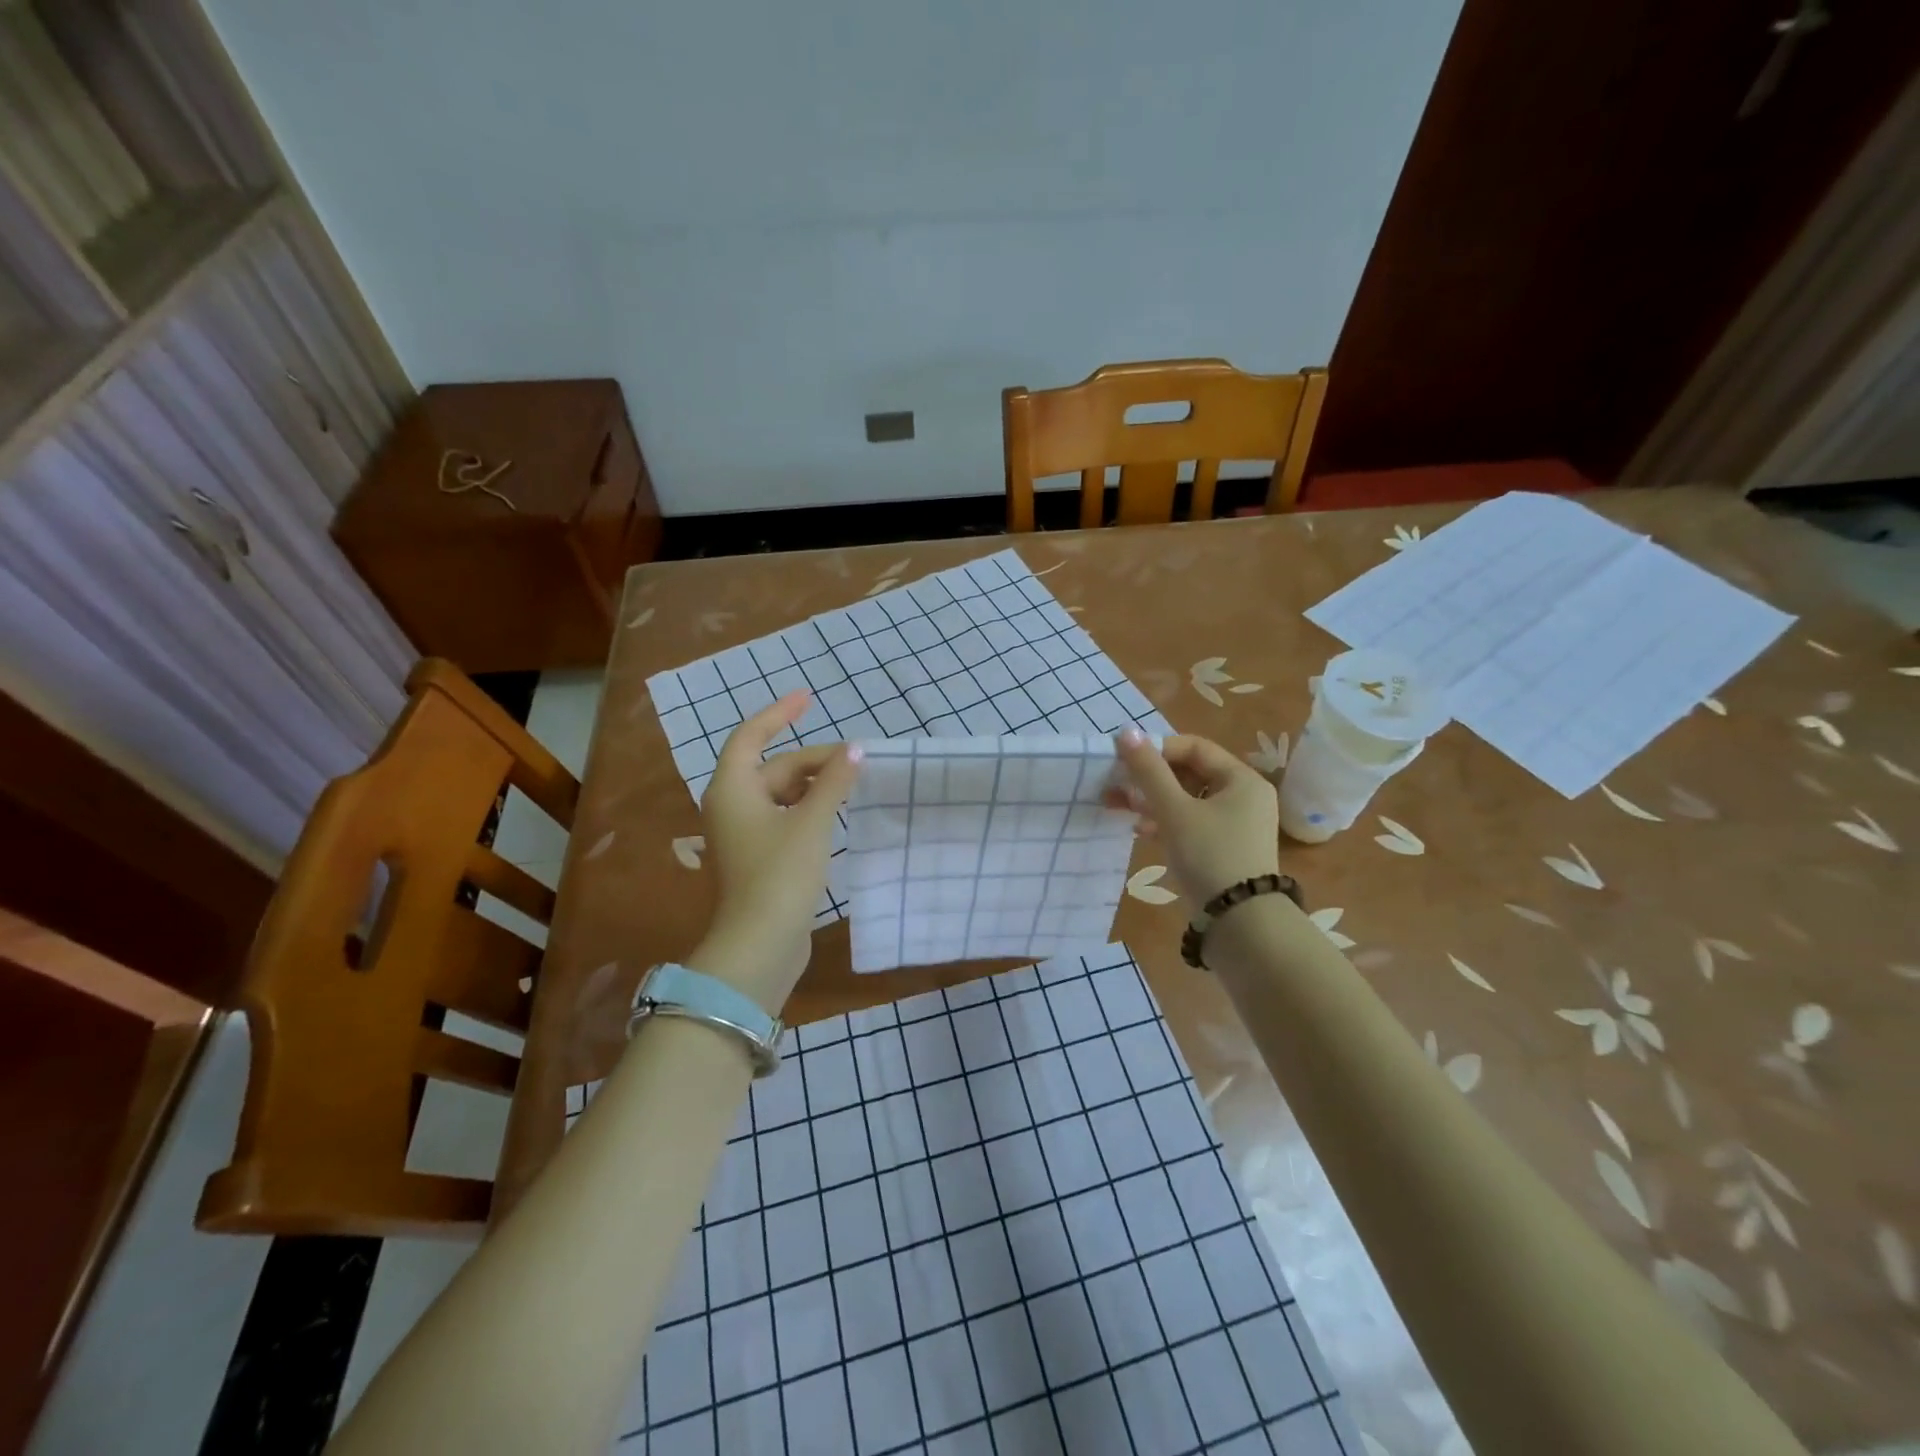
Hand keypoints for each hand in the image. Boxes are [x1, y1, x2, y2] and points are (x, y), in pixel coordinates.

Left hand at [687, 692, 861, 1012]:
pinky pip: (784, 817)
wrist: (760, 944)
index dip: (779, 713)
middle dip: (813, 759)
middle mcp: (731, 805)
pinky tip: (836, 812)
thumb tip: (855, 750)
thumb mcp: (812, 822)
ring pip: (780, 794)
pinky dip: (808, 809)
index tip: (809, 698)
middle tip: (857, 758)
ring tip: (852, 780)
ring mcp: (743, 834)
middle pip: (773, 767)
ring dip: (813, 785)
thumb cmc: (781, 874)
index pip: (752, 736)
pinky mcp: (758, 857)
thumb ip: (834, 782)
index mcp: (733, 788)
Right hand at [1113, 727, 1279, 910]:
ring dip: (1153, 801)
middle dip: (1150, 778)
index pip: (1194, 747)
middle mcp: (1244, 797)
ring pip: (1187, 800)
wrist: (1240, 924)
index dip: (1157, 750)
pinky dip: (1166, 822)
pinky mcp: (1224, 849)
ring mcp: (1235, 825)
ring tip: (1120, 808)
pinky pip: (1191, 823)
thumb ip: (1149, 771)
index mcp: (1241, 779)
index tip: (1124, 761)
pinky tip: (1141, 830)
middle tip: (1116, 785)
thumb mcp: (1175, 810)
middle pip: (1190, 773)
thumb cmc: (1210, 856)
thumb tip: (1126, 731)